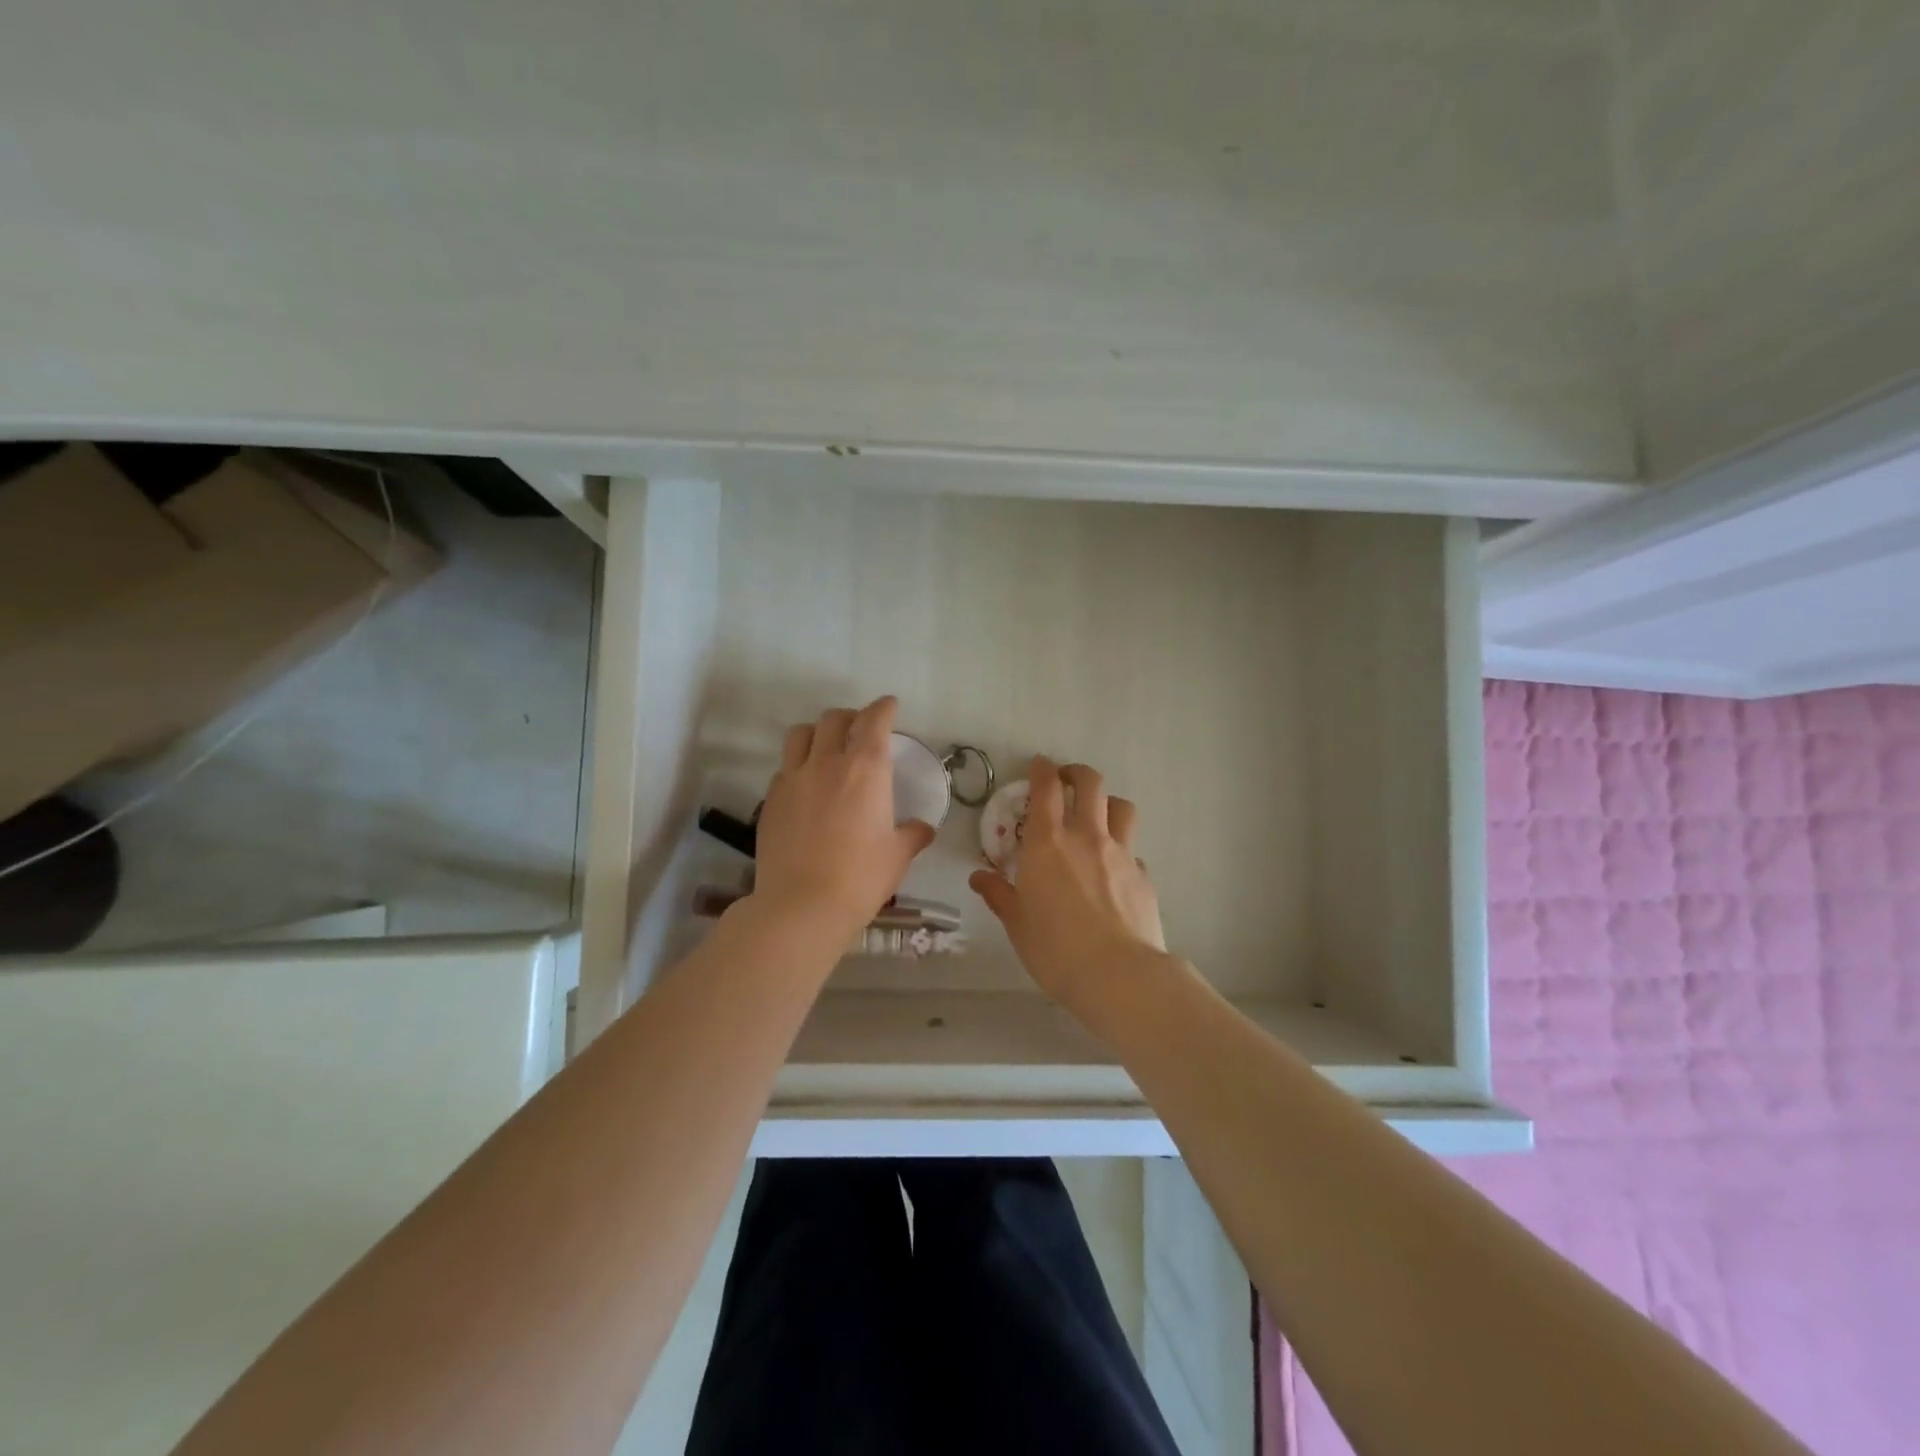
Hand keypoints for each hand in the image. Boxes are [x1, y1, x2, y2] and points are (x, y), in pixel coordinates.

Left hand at [752, 697, 936, 937]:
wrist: (802, 906)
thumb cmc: (861, 877)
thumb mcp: (898, 856)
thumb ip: (912, 835)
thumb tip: (922, 829)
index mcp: (866, 769)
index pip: (874, 721)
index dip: (883, 708)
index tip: (889, 706)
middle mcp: (827, 763)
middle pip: (833, 719)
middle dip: (850, 717)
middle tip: (859, 731)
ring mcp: (793, 779)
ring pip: (800, 734)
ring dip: (817, 733)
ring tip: (826, 748)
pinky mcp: (771, 800)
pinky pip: (784, 768)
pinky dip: (798, 767)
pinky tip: (805, 787)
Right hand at [970, 756, 1167, 1009]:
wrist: (1117, 975)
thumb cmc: (1055, 949)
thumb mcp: (1017, 923)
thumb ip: (999, 894)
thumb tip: (979, 877)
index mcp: (1048, 843)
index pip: (1046, 789)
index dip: (1042, 771)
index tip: (1039, 765)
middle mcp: (1086, 837)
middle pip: (1090, 784)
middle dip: (1077, 774)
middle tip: (1067, 782)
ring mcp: (1121, 853)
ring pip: (1121, 807)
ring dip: (1107, 803)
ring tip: (1098, 816)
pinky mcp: (1144, 875)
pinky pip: (1133, 850)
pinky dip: (1122, 850)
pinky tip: (1114, 871)